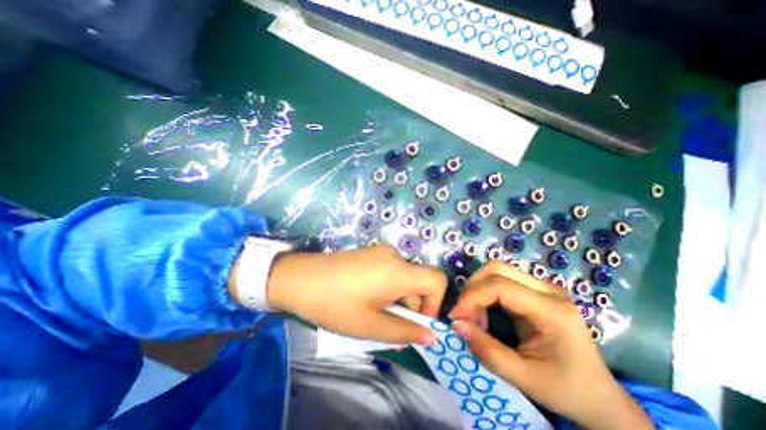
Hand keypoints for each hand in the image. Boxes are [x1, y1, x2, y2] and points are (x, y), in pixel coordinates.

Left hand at [268, 246, 445, 345]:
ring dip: (398, 298)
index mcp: (399, 271)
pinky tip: (366, 297)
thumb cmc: (335, 304)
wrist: (300, 278)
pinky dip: (388, 287)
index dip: (435, 304)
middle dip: (411, 306)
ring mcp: (381, 252)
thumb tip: (431, 337)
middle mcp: (394, 256)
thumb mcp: (370, 325)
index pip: (437, 280)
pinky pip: (390, 271)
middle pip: (419, 281)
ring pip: (403, 278)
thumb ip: (405, 332)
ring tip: (373, 312)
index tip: (417, 322)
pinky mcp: (370, 253)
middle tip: (388, 323)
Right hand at [450, 261, 650, 428]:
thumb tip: (456, 324)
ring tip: (474, 316)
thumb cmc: (567, 390)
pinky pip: (500, 280)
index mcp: (553, 311)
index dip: (472, 296)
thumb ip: (488, 352)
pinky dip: (485, 293)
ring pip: (497, 270)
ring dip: (477, 289)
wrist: (599, 396)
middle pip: (497, 268)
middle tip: (464, 314)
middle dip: (473, 288)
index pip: (501, 286)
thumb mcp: (525, 379)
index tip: (456, 316)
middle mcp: (548, 290)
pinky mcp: (534, 290)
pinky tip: (484, 313)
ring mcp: (542, 287)